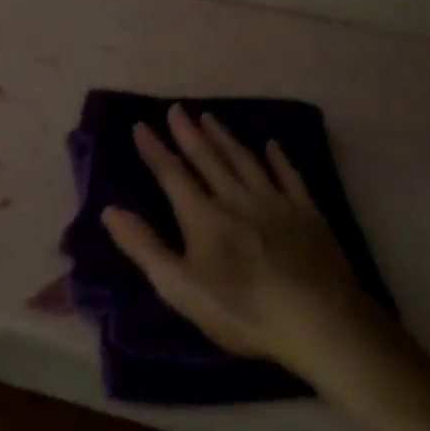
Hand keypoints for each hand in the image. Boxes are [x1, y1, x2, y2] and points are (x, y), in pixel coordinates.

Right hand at [101, 104, 390, 384]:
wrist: (319, 321)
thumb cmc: (242, 311)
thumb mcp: (181, 287)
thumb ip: (144, 247)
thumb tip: (109, 210)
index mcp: (203, 216)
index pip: (172, 175)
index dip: (155, 150)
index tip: (140, 125)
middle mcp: (237, 198)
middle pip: (208, 159)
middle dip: (189, 134)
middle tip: (177, 109)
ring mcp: (275, 202)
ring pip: (245, 160)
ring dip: (225, 138)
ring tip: (210, 118)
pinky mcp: (307, 213)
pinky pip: (289, 175)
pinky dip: (279, 158)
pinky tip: (273, 146)